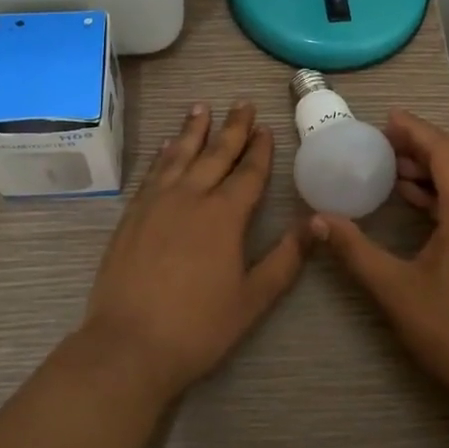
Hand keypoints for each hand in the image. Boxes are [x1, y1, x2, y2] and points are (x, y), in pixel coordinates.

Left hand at [80, 102, 303, 399]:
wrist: (128, 345)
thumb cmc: (198, 327)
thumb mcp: (253, 298)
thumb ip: (286, 258)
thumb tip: (319, 223)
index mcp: (224, 216)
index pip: (248, 173)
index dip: (259, 149)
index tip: (265, 127)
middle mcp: (191, 197)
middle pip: (215, 154)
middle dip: (232, 127)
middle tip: (242, 102)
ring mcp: (157, 202)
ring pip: (180, 155)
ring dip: (193, 130)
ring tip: (202, 107)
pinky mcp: (132, 214)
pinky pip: (153, 172)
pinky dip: (163, 154)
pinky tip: (167, 145)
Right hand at [312, 109, 448, 400]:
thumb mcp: (395, 288)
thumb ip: (354, 250)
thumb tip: (317, 221)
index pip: (443, 152)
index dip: (415, 131)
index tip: (386, 118)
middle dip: (420, 149)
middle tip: (382, 142)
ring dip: (431, 174)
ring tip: (393, 169)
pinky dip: (442, 197)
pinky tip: (417, 205)